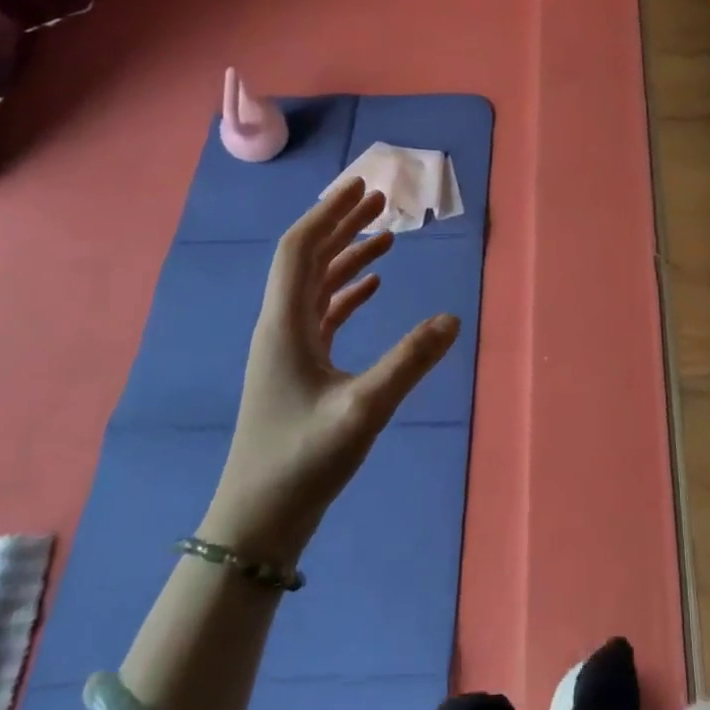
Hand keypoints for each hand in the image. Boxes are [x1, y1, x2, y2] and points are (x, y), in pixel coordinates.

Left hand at [199, 178, 459, 567]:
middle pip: (307, 259)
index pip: (299, 250)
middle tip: (380, 200)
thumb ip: (409, 362)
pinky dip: (347, 292)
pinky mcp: (298, 369)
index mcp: (284, 325)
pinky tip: (372, 287)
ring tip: (385, 235)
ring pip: (315, 285)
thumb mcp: (364, 410)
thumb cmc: (302, 462)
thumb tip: (452, 319)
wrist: (257, 521)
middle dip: (341, 225)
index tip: (361, 187)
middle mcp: (280, 327)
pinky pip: (322, 314)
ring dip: (347, 256)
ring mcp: (287, 349)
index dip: (329, 214)